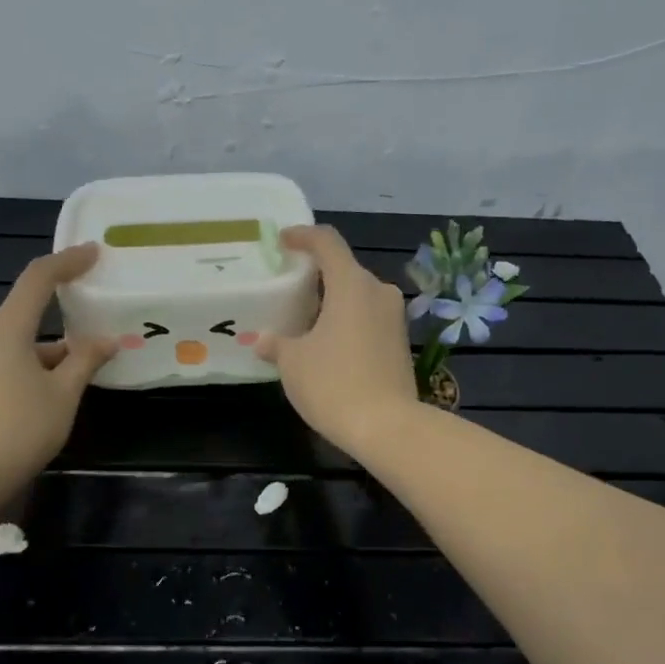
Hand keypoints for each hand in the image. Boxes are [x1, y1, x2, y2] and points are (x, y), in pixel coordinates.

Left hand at [0, 243, 114, 497]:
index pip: (38, 279)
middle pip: (26, 313)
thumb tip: (106, 339)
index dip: (67, 261)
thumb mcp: (63, 395)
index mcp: (6, 329)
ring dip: (46, 350)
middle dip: (62, 320)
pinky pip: (1, 360)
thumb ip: (85, 360)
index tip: (92, 252)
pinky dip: (27, 364)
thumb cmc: (20, 430)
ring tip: (78, 373)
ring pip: (15, 341)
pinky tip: (46, 391)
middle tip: (93, 333)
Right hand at [257, 225, 419, 456]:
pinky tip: (327, 346)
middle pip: (344, 271)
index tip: (283, 240)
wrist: (387, 427)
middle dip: (316, 276)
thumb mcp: (293, 363)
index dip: (303, 236)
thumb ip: (277, 344)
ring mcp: (394, 318)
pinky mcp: (400, 342)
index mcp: (351, 284)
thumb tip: (264, 340)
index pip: (327, 243)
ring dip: (332, 303)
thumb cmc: (333, 384)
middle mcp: (378, 292)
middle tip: (289, 290)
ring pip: (357, 297)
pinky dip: (347, 323)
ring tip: (304, 322)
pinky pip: (368, 319)